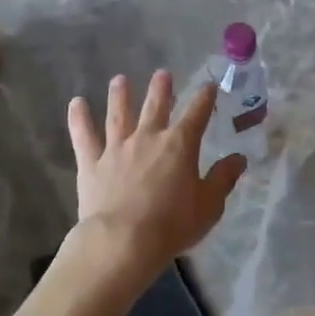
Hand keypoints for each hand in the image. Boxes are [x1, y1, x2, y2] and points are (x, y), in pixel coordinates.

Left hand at [67, 72, 246, 283]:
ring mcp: (117, 148)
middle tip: (162, 74)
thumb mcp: (208, 206)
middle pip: (156, 106)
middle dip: (161, 89)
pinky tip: (76, 103)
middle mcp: (148, 137)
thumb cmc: (172, 225)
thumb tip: (239, 158)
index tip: (209, 86)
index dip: (205, 98)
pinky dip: (79, 119)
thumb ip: (223, 179)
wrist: (123, 241)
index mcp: (180, 145)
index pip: (197, 114)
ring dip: (120, 95)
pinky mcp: (92, 163)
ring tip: (119, 80)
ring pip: (118, 114)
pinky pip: (84, 136)